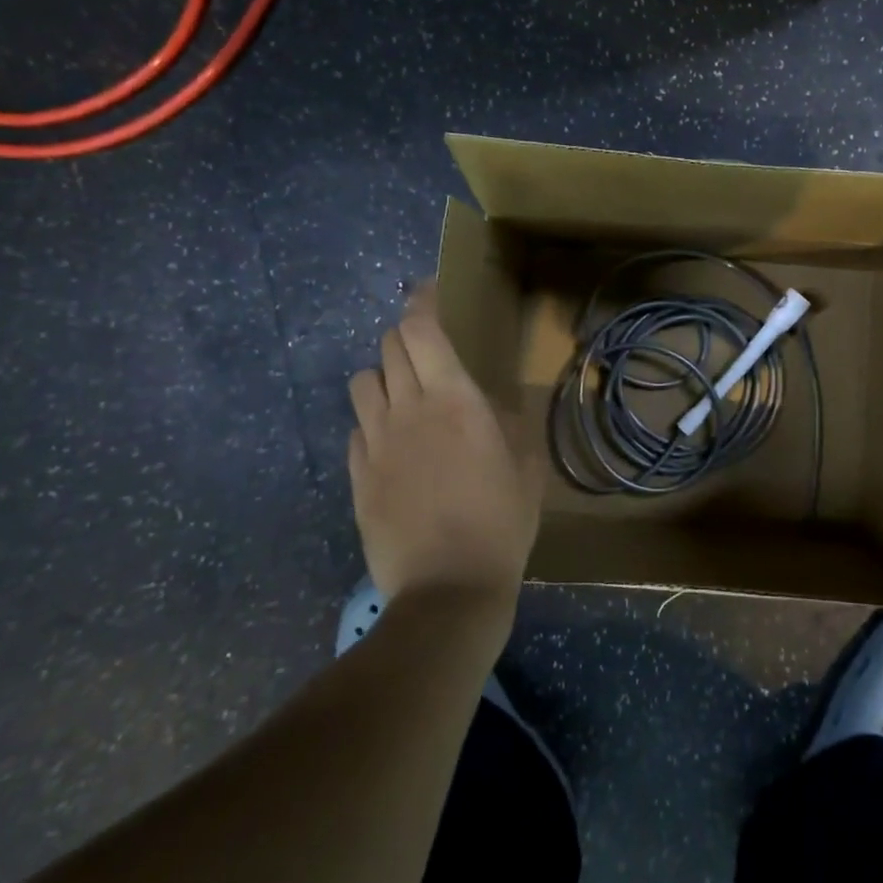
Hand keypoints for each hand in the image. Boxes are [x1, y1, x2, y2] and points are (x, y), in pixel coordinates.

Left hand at [347, 289, 537, 602]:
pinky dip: (372, 423)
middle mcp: (407, 409)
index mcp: (454, 400)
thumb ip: (512, 426)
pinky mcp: (357, 476)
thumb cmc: (500, 524)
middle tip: (428, 353)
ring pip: (363, 383)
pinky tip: (393, 445)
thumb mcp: (526, 469)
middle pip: (389, 347)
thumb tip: (498, 406)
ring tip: (405, 397)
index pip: (422, 329)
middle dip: (406, 338)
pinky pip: (357, 430)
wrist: (447, 590)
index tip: (428, 292)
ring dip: (383, 377)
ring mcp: (375, 443)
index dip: (421, 302)